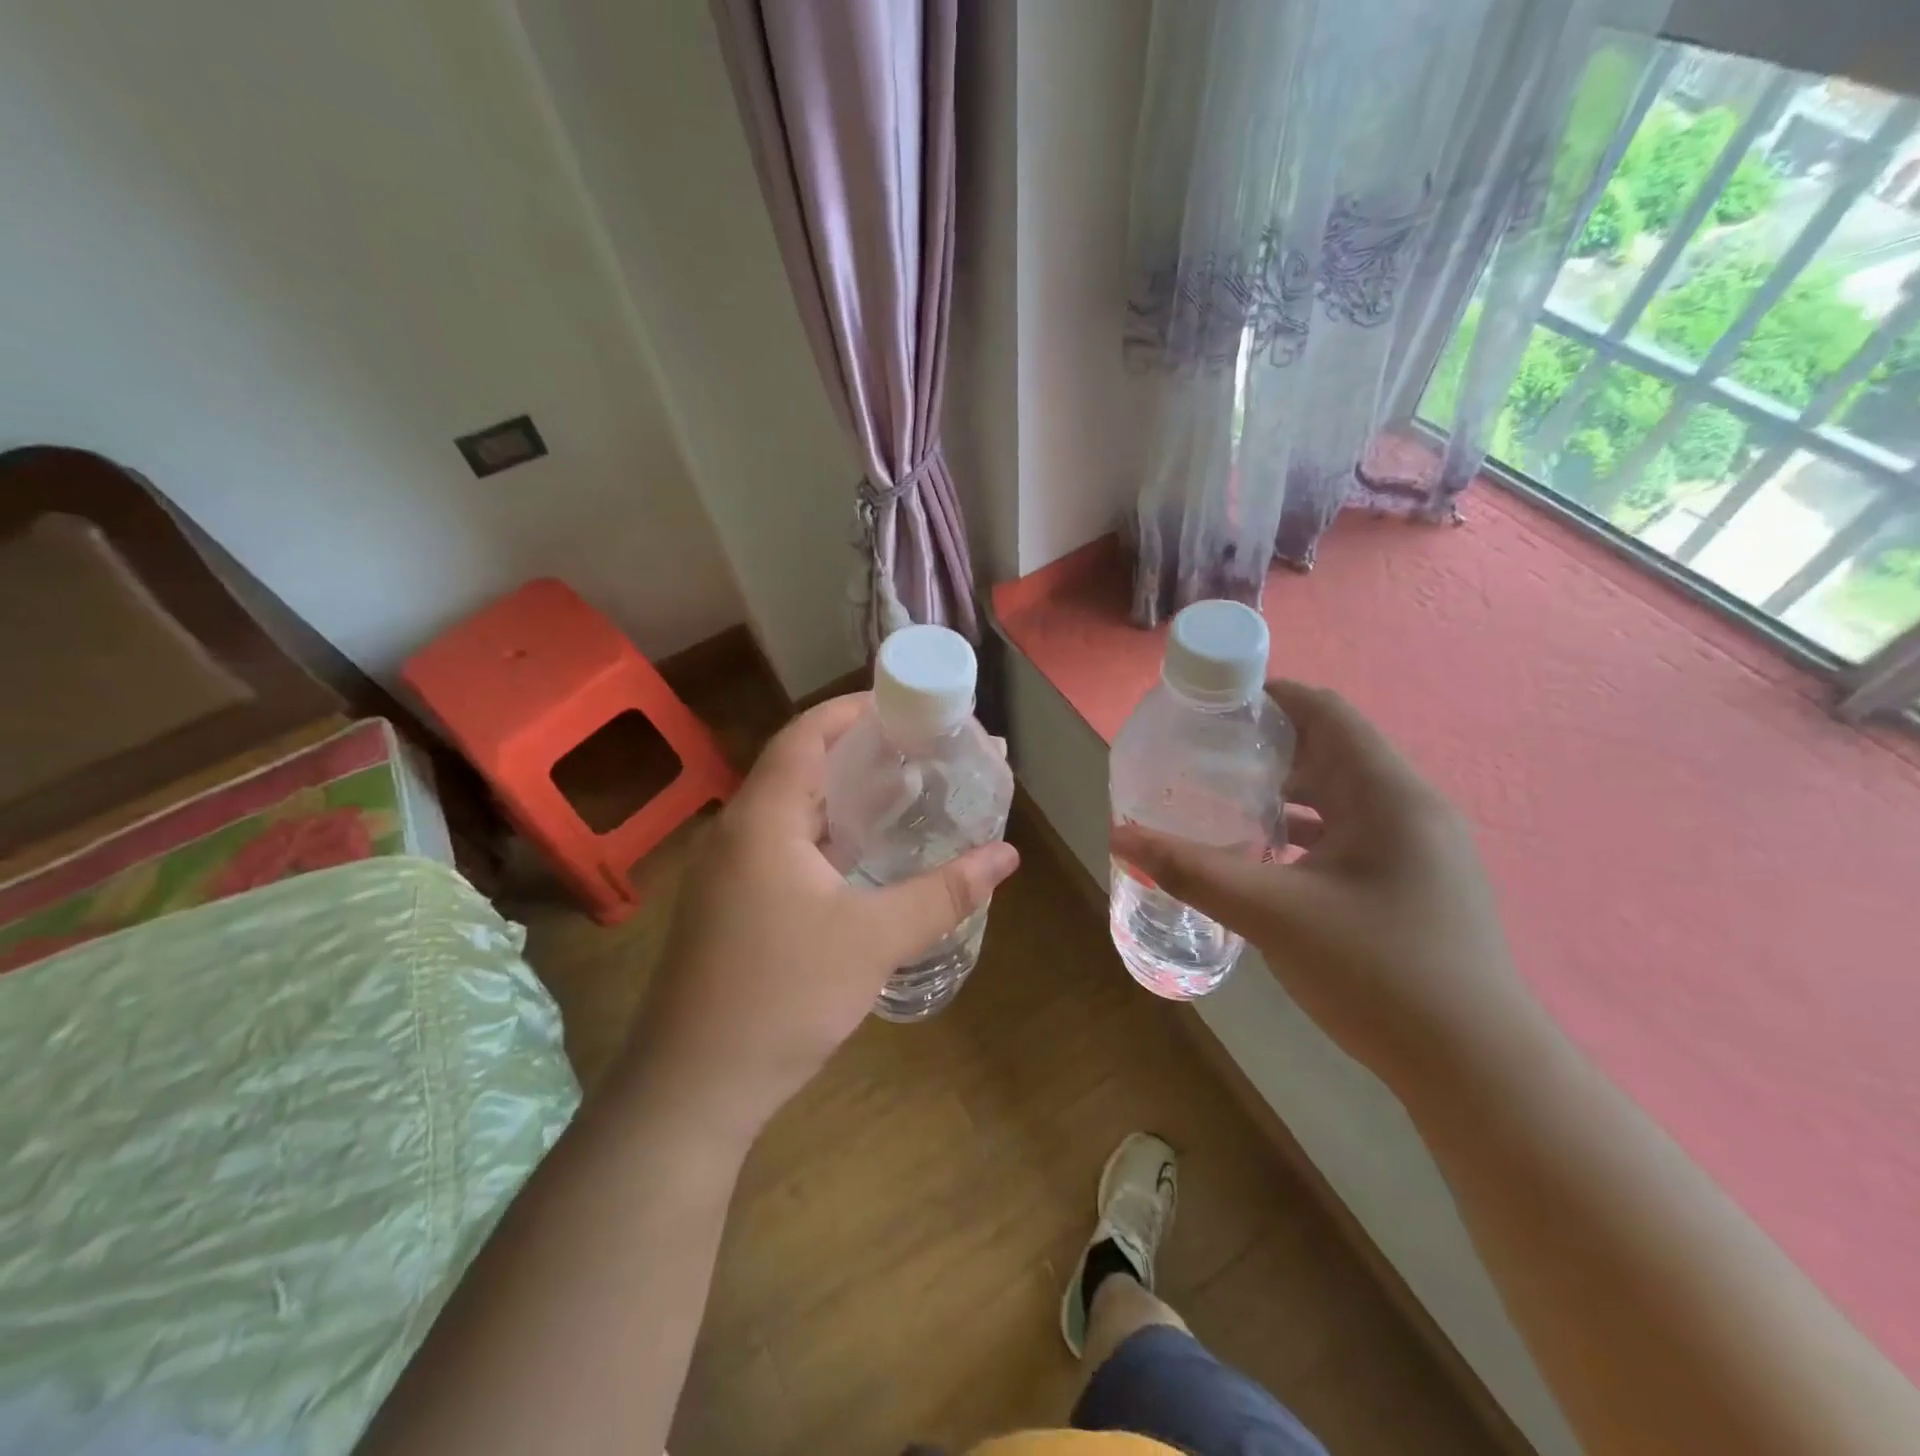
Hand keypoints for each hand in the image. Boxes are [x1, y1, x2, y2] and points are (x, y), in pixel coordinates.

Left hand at [627, 693, 1019, 1138]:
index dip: (853, 710)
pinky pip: (782, 846)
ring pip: (791, 810)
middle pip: (799, 766)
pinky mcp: (729, 903)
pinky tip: (864, 856)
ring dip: (843, 797)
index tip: (905, 706)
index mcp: (763, 818)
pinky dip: (826, 836)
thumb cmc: (782, 997)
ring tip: (903, 793)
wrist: (693, 1087)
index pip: (805, 734)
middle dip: (859, 752)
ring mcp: (727, 870)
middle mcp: (736, 830)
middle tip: (920, 750)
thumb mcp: (874, 939)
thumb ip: (944, 893)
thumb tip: (1007, 856)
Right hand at [1111, 681, 1524, 1089]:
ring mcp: (1418, 849)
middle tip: (1202, 758)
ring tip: (1222, 800)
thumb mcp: (1272, 915)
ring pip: (1340, 796)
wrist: (1477, 1072)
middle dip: (1265, 748)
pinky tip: (1264, 858)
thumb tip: (1120, 836)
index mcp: (1388, 793)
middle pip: (1331, 750)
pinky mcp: (1414, 883)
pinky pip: (1350, 834)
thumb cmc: (1378, 974)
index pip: (1326, 711)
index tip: (1211, 708)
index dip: (1268, 698)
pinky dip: (1304, 832)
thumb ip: (1192, 871)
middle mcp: (1410, 808)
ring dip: (1284, 792)